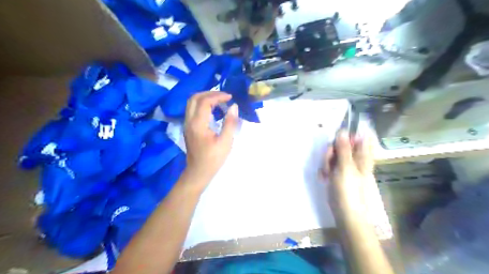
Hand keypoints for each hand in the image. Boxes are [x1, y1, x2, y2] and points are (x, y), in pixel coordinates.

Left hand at [184, 91, 238, 186]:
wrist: (198, 172)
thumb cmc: (213, 159)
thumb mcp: (225, 142)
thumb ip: (230, 123)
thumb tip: (234, 106)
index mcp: (198, 124)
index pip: (205, 101)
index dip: (218, 96)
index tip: (230, 97)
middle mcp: (189, 121)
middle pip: (194, 98)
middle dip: (209, 93)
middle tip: (223, 96)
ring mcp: (187, 124)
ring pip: (191, 102)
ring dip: (205, 97)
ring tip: (219, 100)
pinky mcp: (188, 127)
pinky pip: (192, 109)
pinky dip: (202, 104)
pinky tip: (213, 109)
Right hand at [323, 132, 375, 214]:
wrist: (345, 213)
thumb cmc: (349, 190)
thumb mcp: (346, 167)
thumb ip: (344, 148)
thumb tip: (343, 130)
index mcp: (362, 155)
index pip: (358, 137)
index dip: (347, 135)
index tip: (337, 141)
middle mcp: (354, 159)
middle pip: (341, 144)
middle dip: (331, 151)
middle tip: (329, 160)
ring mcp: (345, 166)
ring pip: (333, 154)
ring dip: (326, 161)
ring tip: (327, 172)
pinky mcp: (336, 173)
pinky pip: (329, 165)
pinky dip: (325, 170)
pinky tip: (324, 177)